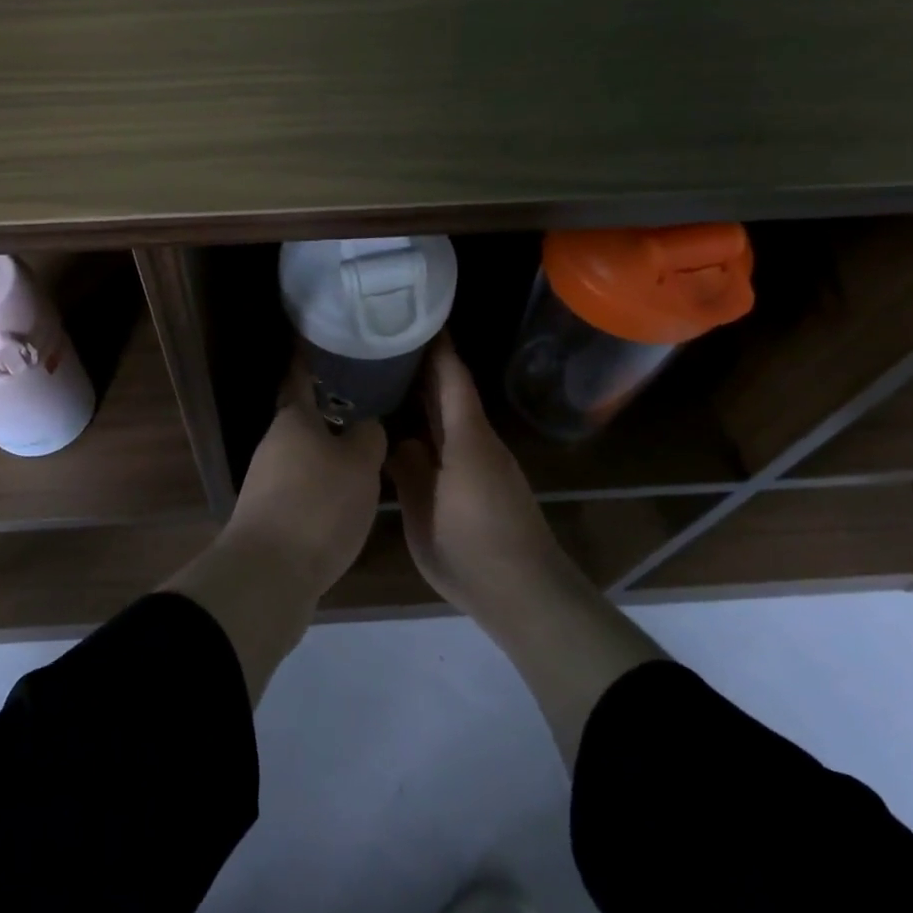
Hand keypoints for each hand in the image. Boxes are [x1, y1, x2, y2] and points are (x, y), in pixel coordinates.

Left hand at [225, 361, 386, 598]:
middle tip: (369, 401)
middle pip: (304, 418)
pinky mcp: (271, 515)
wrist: (269, 575)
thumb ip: (369, 437)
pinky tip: (348, 494)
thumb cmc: (318, 505)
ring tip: (367, 448)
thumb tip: (367, 426)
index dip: (312, 359)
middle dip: (331, 409)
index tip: (327, 342)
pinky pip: (303, 486)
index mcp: (292, 420)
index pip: (301, 377)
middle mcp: (274, 444)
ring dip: (330, 450)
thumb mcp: (360, 464)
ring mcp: (267, 481)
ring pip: (305, 454)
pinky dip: (324, 484)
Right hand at [388, 337, 573, 621]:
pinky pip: (456, 441)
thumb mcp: (425, 515)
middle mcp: (479, 442)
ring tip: (390, 379)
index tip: (415, 317)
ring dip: (428, 397)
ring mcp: (486, 463)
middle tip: (387, 343)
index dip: (436, 347)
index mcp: (466, 440)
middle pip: (453, 393)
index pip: (452, 379)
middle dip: (426, 366)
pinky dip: (434, 427)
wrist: (525, 595)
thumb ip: (409, 473)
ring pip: (454, 418)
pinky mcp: (487, 483)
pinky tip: (411, 432)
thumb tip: (399, 441)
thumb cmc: (473, 552)